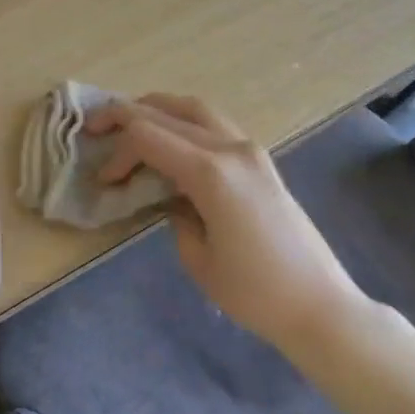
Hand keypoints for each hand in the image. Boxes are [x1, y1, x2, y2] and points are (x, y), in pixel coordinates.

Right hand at [87, 94, 367, 349]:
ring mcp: (251, 151)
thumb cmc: (253, 292)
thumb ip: (174, 215)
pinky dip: (184, 122)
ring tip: (129, 121)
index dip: (118, 152)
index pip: (149, 138)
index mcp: (211, 173)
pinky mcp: (261, 161)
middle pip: (168, 113)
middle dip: (126, 115)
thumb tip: (168, 197)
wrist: (319, 304)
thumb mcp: (197, 257)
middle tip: (95, 126)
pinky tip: (170, 141)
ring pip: (196, 109)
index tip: (103, 180)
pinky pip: (215, 125)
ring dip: (158, 109)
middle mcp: (232, 149)